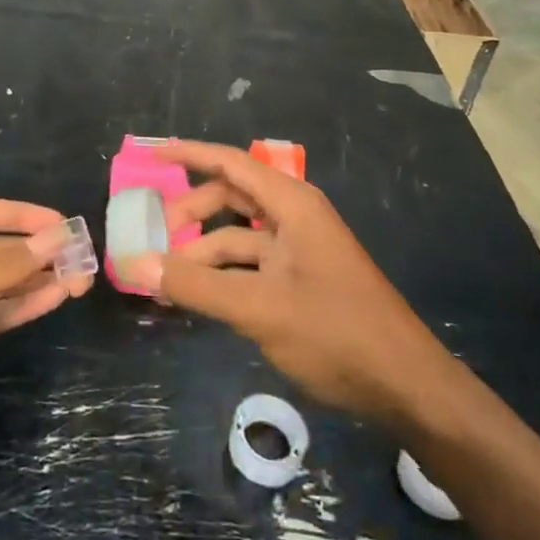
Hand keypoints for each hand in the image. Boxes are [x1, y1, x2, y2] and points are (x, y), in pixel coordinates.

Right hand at [127, 142, 448, 429]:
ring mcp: (300, 250)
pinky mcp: (302, 281)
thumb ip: (195, 286)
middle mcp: (295, 217)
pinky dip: (223, 276)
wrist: (405, 385)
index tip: (153, 155)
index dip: (190, 154)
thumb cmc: (334, 332)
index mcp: (292, 204)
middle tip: (155, 236)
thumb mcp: (258, 308)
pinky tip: (198, 298)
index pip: (231, 162)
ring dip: (204, 252)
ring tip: (167, 279)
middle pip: (232, 197)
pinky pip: (252, 265)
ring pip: (240, 236)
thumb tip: (134, 264)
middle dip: (192, 212)